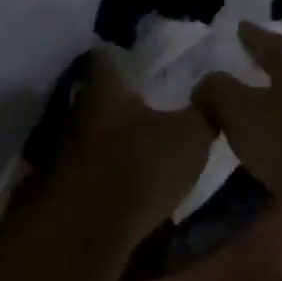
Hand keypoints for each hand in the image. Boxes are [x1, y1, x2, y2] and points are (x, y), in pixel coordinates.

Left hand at [56, 50, 214, 243]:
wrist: (89, 229)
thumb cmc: (139, 165)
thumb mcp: (190, 136)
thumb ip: (204, 111)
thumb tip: (212, 89)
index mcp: (105, 89)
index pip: (105, 55)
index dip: (119, 52)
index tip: (136, 53)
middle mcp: (80, 112)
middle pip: (97, 95)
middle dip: (120, 96)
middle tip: (149, 96)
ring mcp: (69, 150)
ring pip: (94, 131)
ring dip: (114, 134)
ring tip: (144, 137)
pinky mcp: (70, 185)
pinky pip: (94, 166)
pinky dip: (110, 167)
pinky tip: (132, 175)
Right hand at [191, 23, 281, 209]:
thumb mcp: (242, 115)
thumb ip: (218, 91)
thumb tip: (206, 81)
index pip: (268, 40)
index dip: (249, 36)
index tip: (237, 28)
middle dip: (268, 64)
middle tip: (244, 64)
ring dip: (281, 95)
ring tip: (258, 102)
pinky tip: (281, 133)